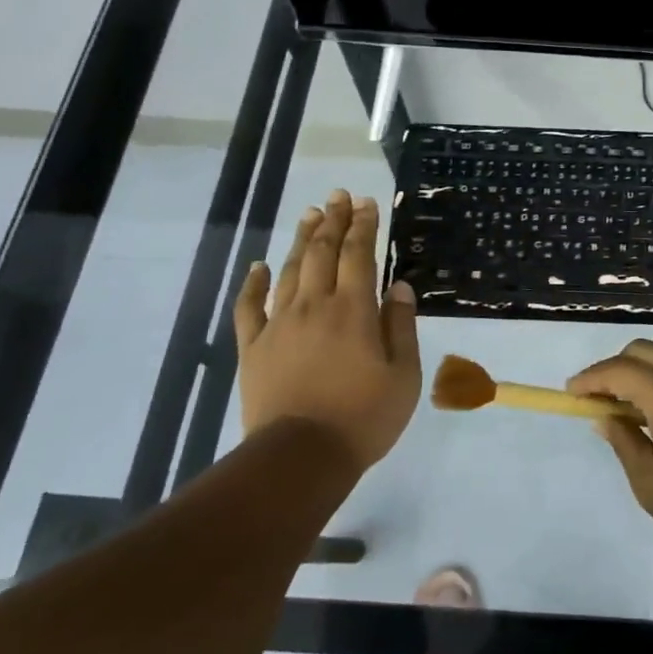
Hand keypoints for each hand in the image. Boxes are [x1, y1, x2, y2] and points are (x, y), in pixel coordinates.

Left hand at [234, 190, 421, 473]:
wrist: (300, 457)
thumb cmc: (363, 418)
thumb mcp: (403, 376)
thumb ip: (401, 327)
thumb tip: (400, 287)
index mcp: (354, 310)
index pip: (358, 255)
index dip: (363, 225)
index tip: (365, 203)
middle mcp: (315, 306)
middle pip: (322, 252)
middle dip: (332, 220)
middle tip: (338, 196)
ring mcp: (279, 324)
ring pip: (289, 270)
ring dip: (300, 239)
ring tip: (309, 214)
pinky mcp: (253, 347)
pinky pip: (249, 307)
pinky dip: (253, 283)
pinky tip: (258, 266)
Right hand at [568, 329, 652, 558]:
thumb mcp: (650, 482)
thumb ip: (623, 442)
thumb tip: (604, 416)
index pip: (617, 370)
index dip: (590, 378)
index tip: (573, 391)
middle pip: (641, 349)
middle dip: (615, 368)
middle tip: (605, 399)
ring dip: (649, 357)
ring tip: (643, 390)